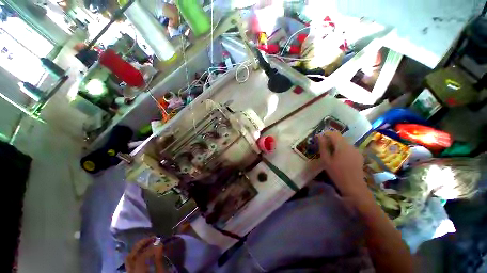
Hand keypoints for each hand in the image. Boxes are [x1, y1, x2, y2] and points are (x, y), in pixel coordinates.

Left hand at [126, 237, 164, 272]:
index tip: (160, 241)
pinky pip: (131, 263)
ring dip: (138, 249)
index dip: (151, 247)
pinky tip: (144, 253)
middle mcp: (131, 272)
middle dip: (141, 245)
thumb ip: (159, 260)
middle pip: (130, 256)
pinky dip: (137, 255)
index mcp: (138, 272)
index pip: (142, 256)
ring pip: (129, 259)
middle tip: (152, 238)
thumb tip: (159, 244)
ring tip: (148, 243)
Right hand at [316, 131, 365, 195]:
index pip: (334, 133)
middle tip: (323, 148)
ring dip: (336, 145)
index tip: (319, 139)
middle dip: (330, 140)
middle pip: (339, 138)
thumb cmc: (337, 172)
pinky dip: (342, 149)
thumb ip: (323, 146)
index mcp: (342, 145)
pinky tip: (339, 158)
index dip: (326, 134)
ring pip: (344, 143)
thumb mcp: (326, 159)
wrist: (353, 186)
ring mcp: (356, 150)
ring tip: (330, 154)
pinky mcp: (359, 155)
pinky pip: (348, 148)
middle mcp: (351, 145)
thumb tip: (319, 136)